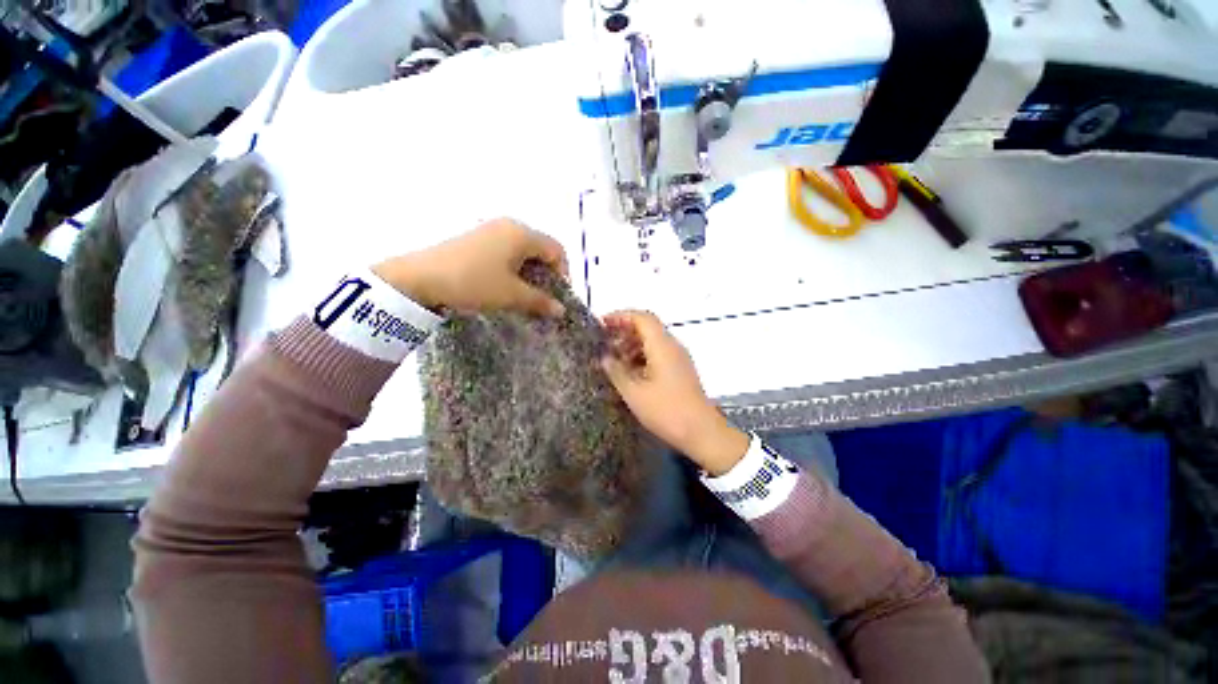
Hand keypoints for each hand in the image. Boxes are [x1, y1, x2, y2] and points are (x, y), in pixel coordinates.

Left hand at [373, 219, 568, 316]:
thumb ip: (541, 301)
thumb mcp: (512, 295)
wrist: (419, 278)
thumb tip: (561, 310)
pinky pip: (505, 251)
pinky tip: (503, 285)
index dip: (563, 273)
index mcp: (522, 234)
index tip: (557, 296)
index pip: (557, 250)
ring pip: (522, 251)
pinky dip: (512, 268)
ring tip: (522, 294)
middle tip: (541, 297)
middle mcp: (508, 225)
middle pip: (540, 248)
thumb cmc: (474, 283)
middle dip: (546, 274)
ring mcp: (490, 230)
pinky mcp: (475, 239)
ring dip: (529, 272)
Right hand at [600, 310, 749, 474]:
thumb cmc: (666, 411)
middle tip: (604, 344)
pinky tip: (629, 372)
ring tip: (613, 360)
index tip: (602, 325)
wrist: (701, 432)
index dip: (620, 316)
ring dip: (632, 345)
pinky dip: (641, 357)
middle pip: (647, 327)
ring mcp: (678, 358)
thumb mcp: (634, 393)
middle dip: (624, 331)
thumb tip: (604, 357)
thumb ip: (616, 371)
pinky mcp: (680, 370)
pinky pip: (658, 354)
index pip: (642, 317)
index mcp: (662, 346)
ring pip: (652, 341)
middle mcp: (672, 346)